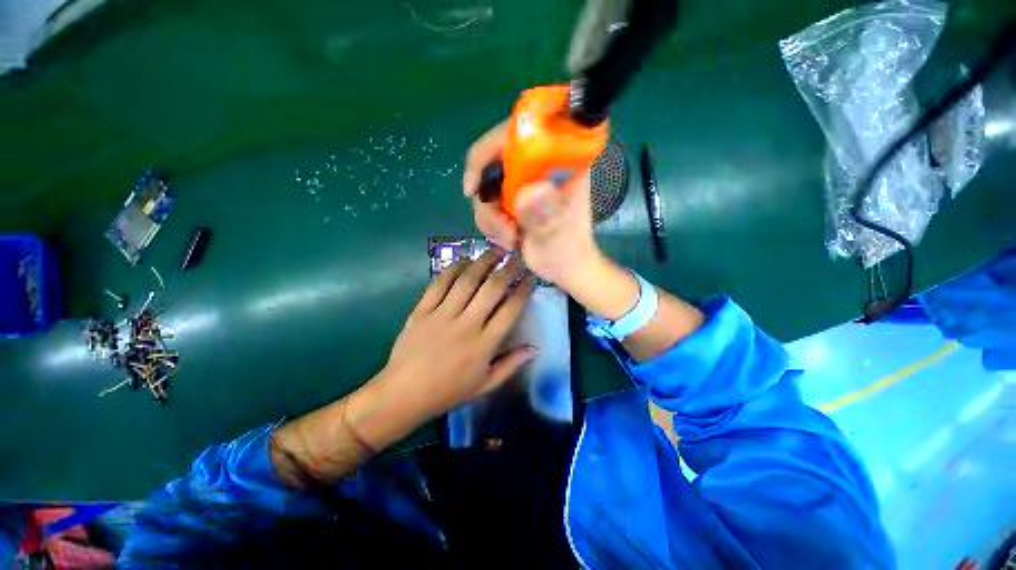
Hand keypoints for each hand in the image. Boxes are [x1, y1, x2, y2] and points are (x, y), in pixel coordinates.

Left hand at [372, 250, 536, 426]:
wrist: (403, 394)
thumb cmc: (448, 392)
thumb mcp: (485, 386)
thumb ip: (511, 365)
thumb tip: (534, 348)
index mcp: (484, 345)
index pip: (510, 310)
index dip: (523, 290)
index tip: (530, 278)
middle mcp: (466, 325)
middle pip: (491, 289)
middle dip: (507, 270)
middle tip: (516, 258)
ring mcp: (442, 315)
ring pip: (467, 281)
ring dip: (483, 262)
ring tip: (495, 251)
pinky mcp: (422, 310)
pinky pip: (439, 283)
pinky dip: (453, 269)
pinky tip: (464, 260)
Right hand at [463, 122, 601, 289]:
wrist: (564, 268)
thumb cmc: (569, 252)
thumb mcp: (559, 237)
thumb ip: (545, 217)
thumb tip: (528, 193)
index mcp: (561, 161)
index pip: (522, 133)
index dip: (491, 149)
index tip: (476, 186)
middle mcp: (539, 165)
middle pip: (494, 158)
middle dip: (488, 197)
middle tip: (501, 225)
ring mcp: (524, 181)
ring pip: (486, 185)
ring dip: (490, 216)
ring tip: (510, 238)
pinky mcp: (514, 197)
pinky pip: (486, 202)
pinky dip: (490, 223)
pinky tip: (507, 239)